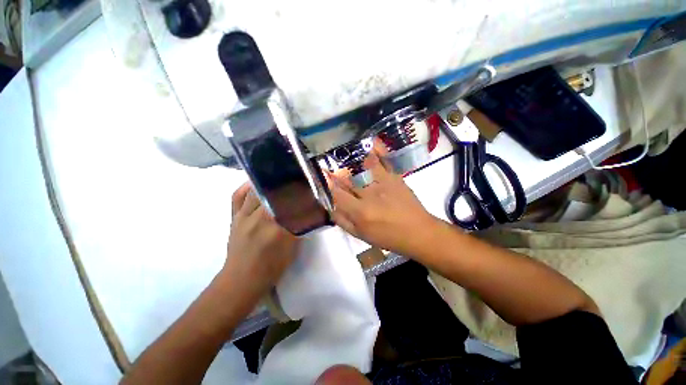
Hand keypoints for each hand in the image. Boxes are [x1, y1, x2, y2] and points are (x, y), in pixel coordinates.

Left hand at [219, 183, 300, 313]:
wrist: (242, 279)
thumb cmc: (271, 267)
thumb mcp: (292, 249)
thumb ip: (299, 229)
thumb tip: (306, 212)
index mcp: (277, 230)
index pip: (292, 206)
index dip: (300, 195)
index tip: (308, 188)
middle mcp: (260, 219)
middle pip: (274, 194)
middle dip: (287, 186)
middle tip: (295, 180)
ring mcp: (244, 217)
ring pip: (256, 191)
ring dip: (268, 183)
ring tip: (278, 177)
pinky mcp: (234, 217)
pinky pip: (237, 196)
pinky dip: (246, 187)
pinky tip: (255, 183)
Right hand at [327, 142, 441, 257]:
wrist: (417, 232)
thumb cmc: (388, 237)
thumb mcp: (361, 236)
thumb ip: (343, 221)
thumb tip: (330, 207)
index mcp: (360, 211)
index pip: (337, 193)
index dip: (328, 184)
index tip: (323, 178)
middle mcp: (369, 194)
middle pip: (348, 179)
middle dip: (337, 172)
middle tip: (328, 166)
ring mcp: (383, 183)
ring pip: (363, 167)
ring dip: (352, 161)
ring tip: (344, 154)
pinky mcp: (395, 178)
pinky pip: (385, 161)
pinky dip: (378, 150)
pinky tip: (373, 141)